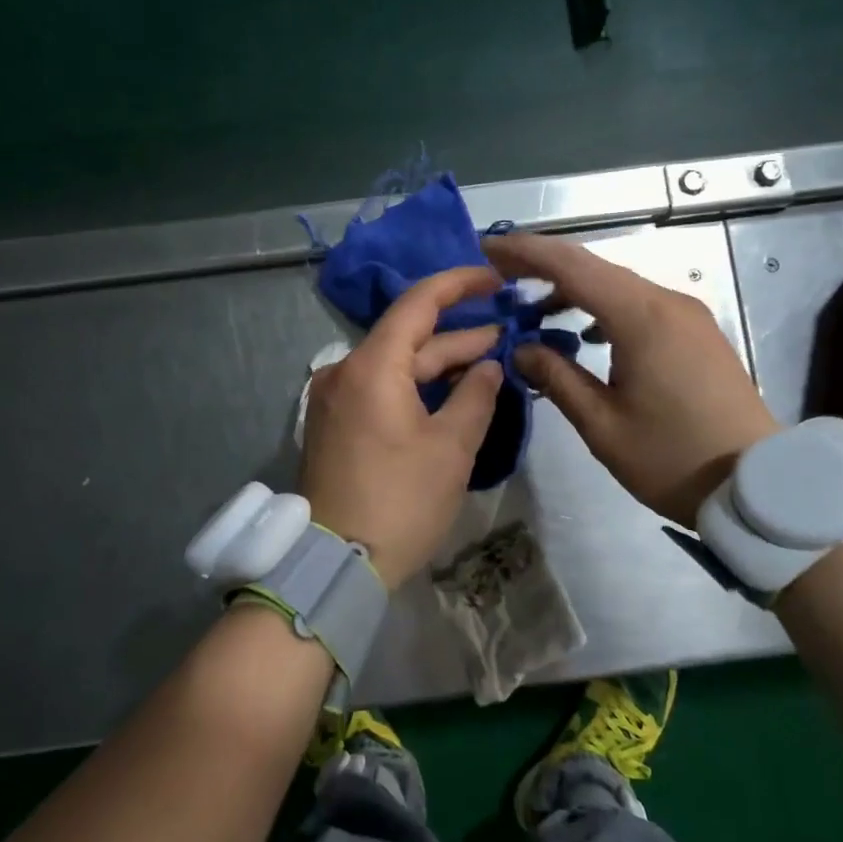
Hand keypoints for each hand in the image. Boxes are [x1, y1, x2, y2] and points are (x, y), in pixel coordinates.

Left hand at [299, 266, 505, 588]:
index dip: (460, 284)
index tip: (495, 278)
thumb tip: (489, 366)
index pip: (418, 303)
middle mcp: (345, 371)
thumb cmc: (399, 502)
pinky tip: (450, 391)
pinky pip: (381, 388)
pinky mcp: (335, 423)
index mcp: (371, 366)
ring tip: (488, 360)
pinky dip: (416, 386)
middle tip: (507, 333)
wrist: (335, 563)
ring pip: (396, 365)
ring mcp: (335, 398)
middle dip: (459, 335)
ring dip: (439, 363)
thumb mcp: (450, 448)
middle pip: (409, 338)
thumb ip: (476, 396)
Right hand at [483, 231, 777, 527]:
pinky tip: (585, 331)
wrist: (757, 484)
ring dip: (573, 288)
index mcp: (641, 318)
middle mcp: (666, 302)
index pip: (572, 266)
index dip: (525, 253)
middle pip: (594, 267)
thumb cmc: (672, 458)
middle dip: (543, 265)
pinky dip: (602, 306)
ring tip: (532, 307)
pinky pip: (639, 303)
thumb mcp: (602, 425)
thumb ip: (557, 378)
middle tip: (498, 273)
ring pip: (618, 284)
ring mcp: (687, 315)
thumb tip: (521, 348)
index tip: (487, 248)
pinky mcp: (696, 332)